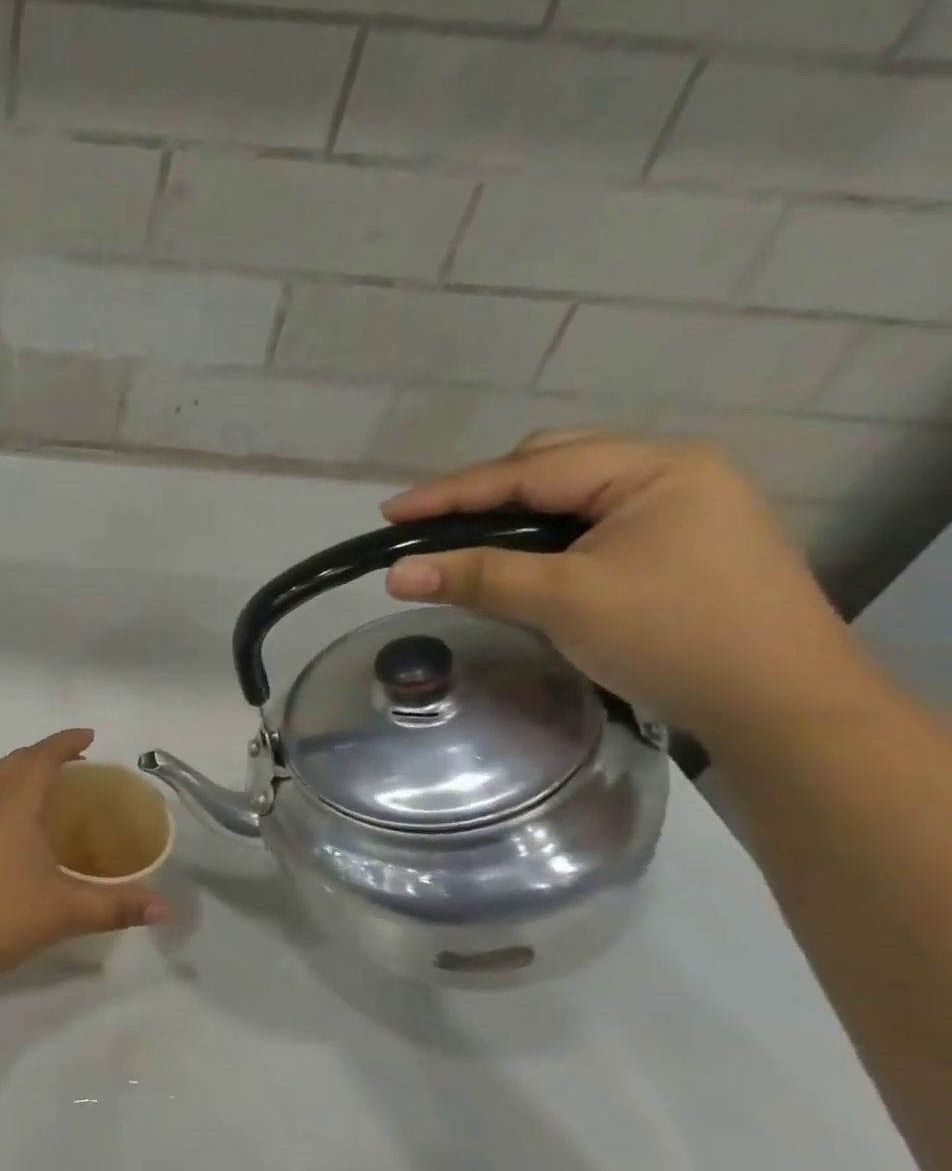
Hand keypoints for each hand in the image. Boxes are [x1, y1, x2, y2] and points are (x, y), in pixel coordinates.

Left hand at [0, 729, 166, 983]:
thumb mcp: (66, 911)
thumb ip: (119, 906)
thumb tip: (168, 908)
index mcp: (13, 805)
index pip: (41, 757)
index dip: (65, 742)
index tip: (89, 736)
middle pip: (14, 762)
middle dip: (44, 754)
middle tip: (77, 764)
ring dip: (22, 774)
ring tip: (52, 793)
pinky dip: (6, 797)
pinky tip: (20, 832)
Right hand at [379, 431, 870, 743]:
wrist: (782, 704)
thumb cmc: (675, 638)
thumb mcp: (565, 601)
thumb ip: (477, 577)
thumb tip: (394, 572)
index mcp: (654, 468)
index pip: (528, 470)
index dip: (450, 492)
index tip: (388, 512)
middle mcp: (669, 471)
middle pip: (550, 466)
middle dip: (482, 494)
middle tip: (426, 527)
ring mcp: (678, 505)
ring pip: (568, 493)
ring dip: (511, 513)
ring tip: (462, 540)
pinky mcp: (676, 540)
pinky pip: (588, 520)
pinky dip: (541, 533)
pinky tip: (518, 555)